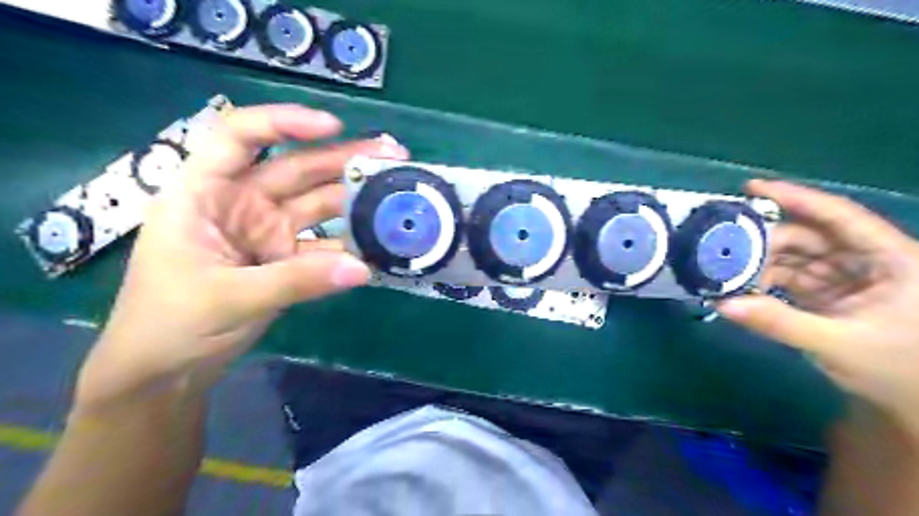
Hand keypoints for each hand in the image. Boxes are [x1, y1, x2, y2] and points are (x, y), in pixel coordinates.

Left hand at [77, 102, 407, 406]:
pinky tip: (381, 241)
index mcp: (205, 194)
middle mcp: (242, 204)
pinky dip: (352, 244)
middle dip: (343, 159)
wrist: (168, 371)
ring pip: (318, 204)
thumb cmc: (170, 323)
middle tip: (392, 154)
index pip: (238, 137)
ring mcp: (269, 232)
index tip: (333, 127)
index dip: (284, 123)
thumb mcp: (230, 297)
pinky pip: (326, 244)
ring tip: (397, 192)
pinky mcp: (288, 259)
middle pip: (296, 169)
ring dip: (355, 199)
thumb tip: (364, 268)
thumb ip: (298, 281)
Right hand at [722, 180, 917, 431]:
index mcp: (892, 259)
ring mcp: (847, 277)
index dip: (796, 197)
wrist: (913, 404)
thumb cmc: (897, 371)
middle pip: (809, 237)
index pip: (839, 216)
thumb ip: (779, 322)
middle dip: (765, 240)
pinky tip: (741, 286)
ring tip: (725, 268)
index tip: (751, 187)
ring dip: (760, 263)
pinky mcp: (830, 294)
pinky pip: (791, 278)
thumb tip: (721, 303)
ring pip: (796, 257)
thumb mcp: (838, 345)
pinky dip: (765, 281)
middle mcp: (868, 260)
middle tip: (722, 245)